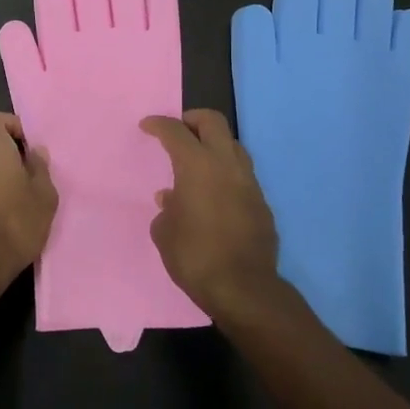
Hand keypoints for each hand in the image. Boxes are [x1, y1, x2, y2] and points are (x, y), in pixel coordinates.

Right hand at [140, 110, 279, 317]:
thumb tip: (172, 199)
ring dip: (213, 145)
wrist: (243, 288)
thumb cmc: (194, 256)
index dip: (158, 125)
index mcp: (197, 165)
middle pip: (213, 122)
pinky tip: (214, 194)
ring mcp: (249, 182)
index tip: (147, 126)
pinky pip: (242, 175)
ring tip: (197, 162)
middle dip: (192, 120)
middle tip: (178, 131)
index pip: (175, 131)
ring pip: (233, 145)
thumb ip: (167, 209)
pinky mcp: (262, 203)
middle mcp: (226, 165)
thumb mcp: (164, 232)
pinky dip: (225, 173)